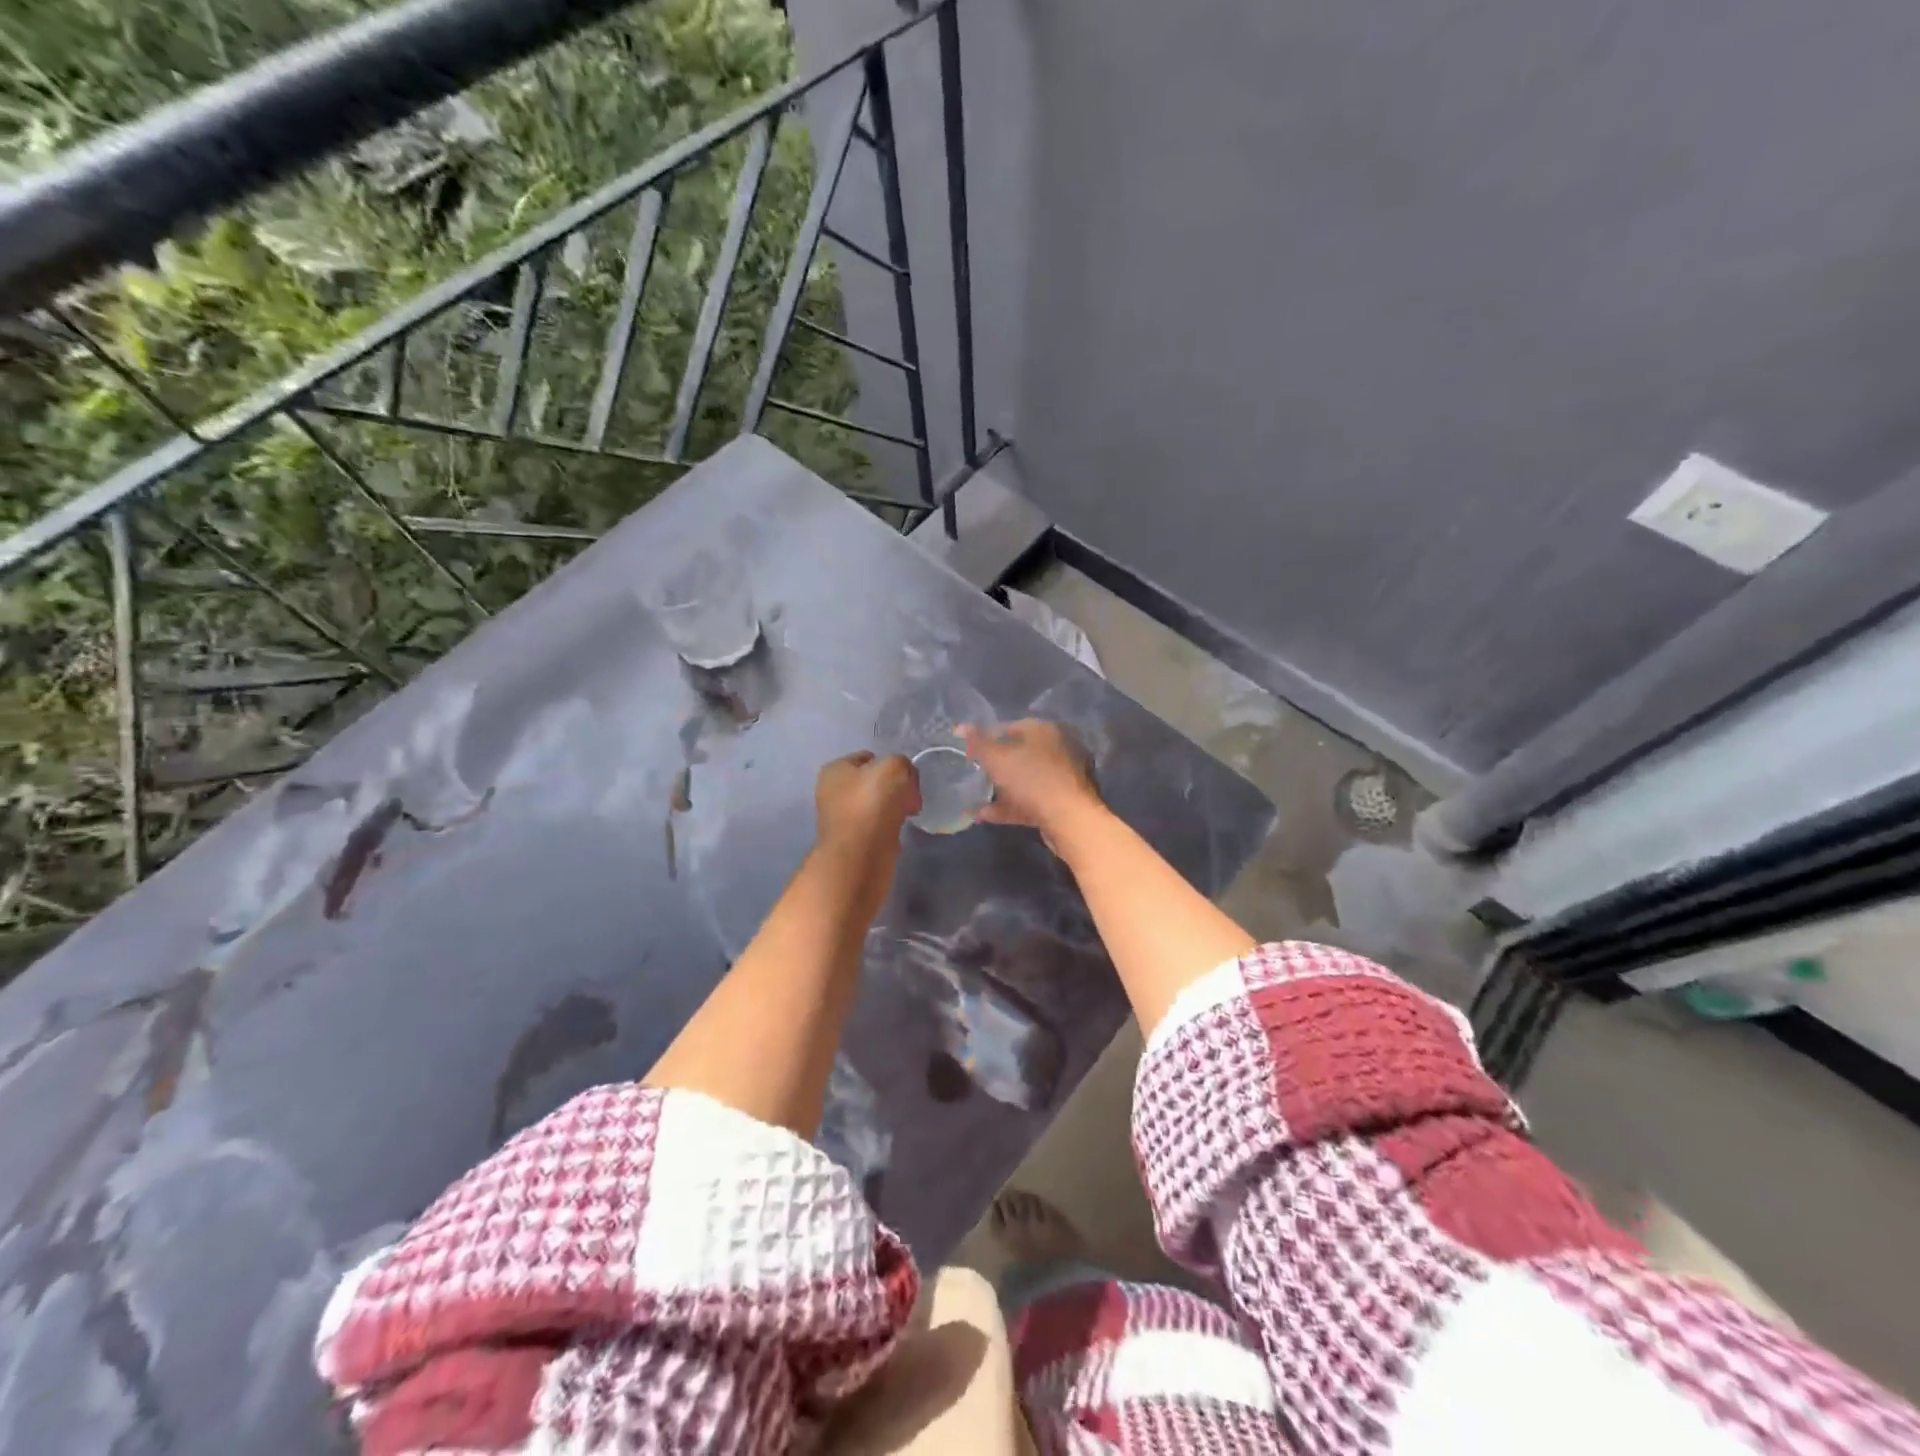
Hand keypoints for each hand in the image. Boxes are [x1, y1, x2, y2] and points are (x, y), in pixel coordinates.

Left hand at [815, 750, 919, 860]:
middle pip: (875, 782)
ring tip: (908, 815)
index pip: (869, 757)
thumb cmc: (871, 805)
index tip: (908, 779)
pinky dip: (891, 828)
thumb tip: (905, 780)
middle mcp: (833, 792)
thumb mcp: (893, 767)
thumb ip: (901, 763)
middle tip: (911, 798)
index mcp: (835, 770)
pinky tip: (899, 831)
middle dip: (896, 788)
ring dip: (896, 808)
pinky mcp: (854, 842)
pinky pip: (879, 826)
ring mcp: (842, 819)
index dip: (892, 765)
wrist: (860, 857)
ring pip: (878, 805)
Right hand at [961, 719, 1102, 849]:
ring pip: (1024, 779)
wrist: (1069, 820)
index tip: (968, 752)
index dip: (986, 737)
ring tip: (975, 799)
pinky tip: (986, 815)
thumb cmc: (1031, 780)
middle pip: (1018, 754)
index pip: (1010, 727)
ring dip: (1000, 789)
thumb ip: (977, 743)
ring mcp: (1062, 776)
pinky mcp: (1062, 801)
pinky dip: (1010, 806)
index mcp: (1043, 731)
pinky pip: (1030, 800)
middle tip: (972, 775)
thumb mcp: (997, 759)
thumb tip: (960, 726)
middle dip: (994, 766)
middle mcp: (1056, 748)